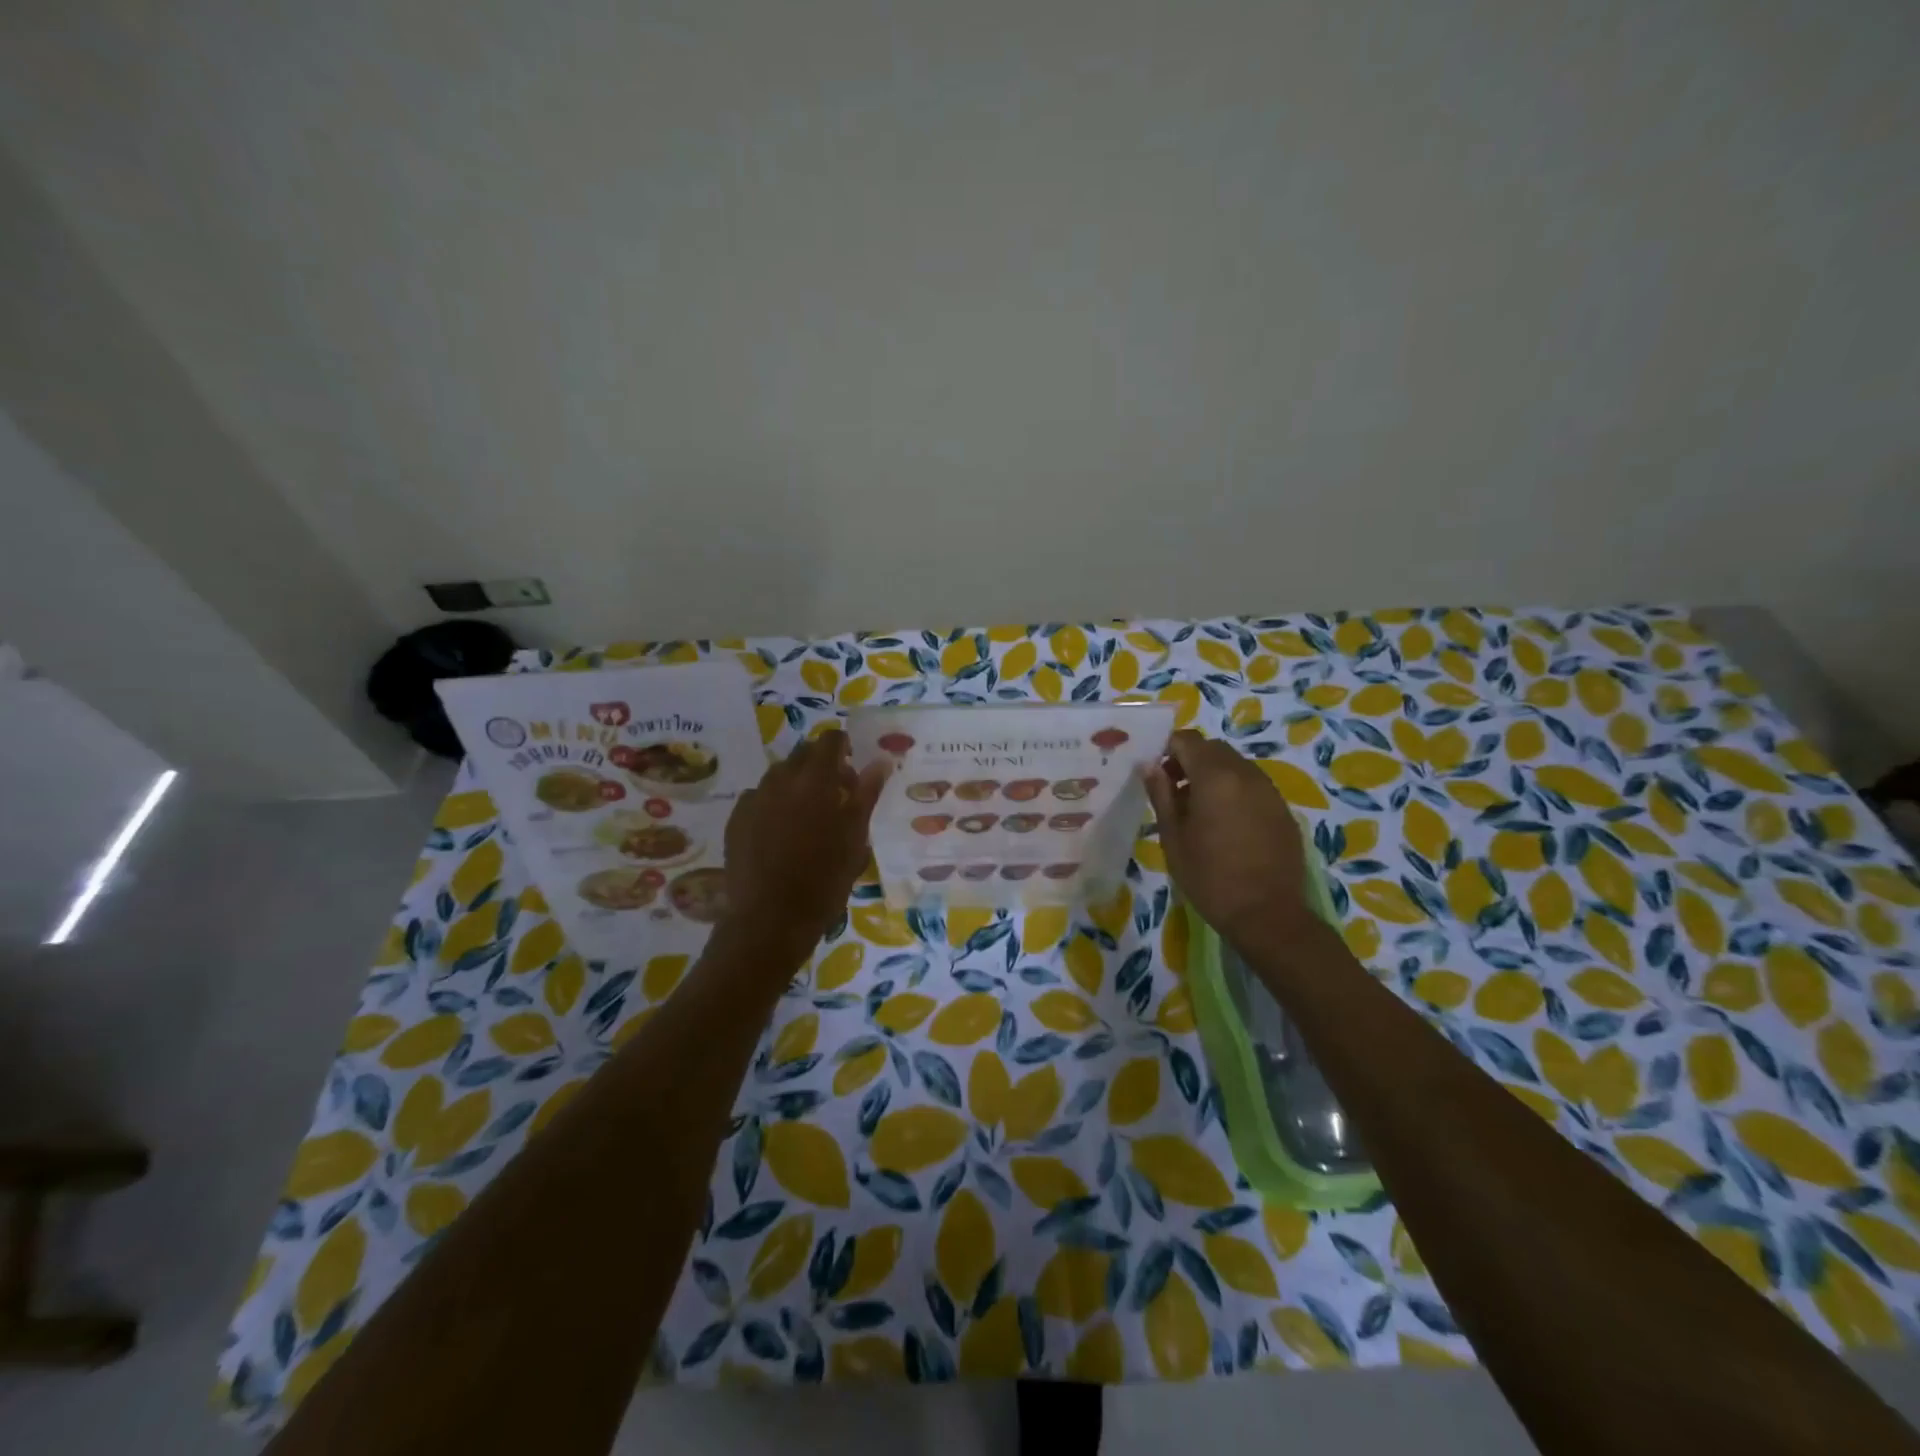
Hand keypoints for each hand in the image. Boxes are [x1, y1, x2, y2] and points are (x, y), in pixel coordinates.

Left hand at [719, 730, 889, 967]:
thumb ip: (867, 793)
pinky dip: (774, 805)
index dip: (844, 748)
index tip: (853, 771)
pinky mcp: (736, 820)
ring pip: (779, 776)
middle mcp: (781, 780)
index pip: (830, 741)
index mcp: (815, 780)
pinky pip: (759, 799)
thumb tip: (881, 761)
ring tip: (809, 818)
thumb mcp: (855, 837)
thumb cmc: (824, 879)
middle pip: (803, 755)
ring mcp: (754, 799)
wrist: (770, 920)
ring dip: (797, 785)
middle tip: (837, 797)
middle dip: (822, 766)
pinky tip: (781, 834)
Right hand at [1144, 730, 1315, 947]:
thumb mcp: (1173, 836)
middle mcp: (1246, 774)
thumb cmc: (1209, 876)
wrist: (1267, 914)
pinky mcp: (1282, 809)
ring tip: (1198, 811)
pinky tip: (1226, 825)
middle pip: (1213, 749)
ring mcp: (1269, 791)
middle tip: (1173, 792)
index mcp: (1215, 776)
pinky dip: (1234, 792)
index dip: (1167, 748)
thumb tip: (1150, 765)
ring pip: (1235, 766)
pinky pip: (1253, 786)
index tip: (1156, 773)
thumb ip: (1161, 794)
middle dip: (1190, 760)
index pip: (1187, 740)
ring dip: (1213, 775)